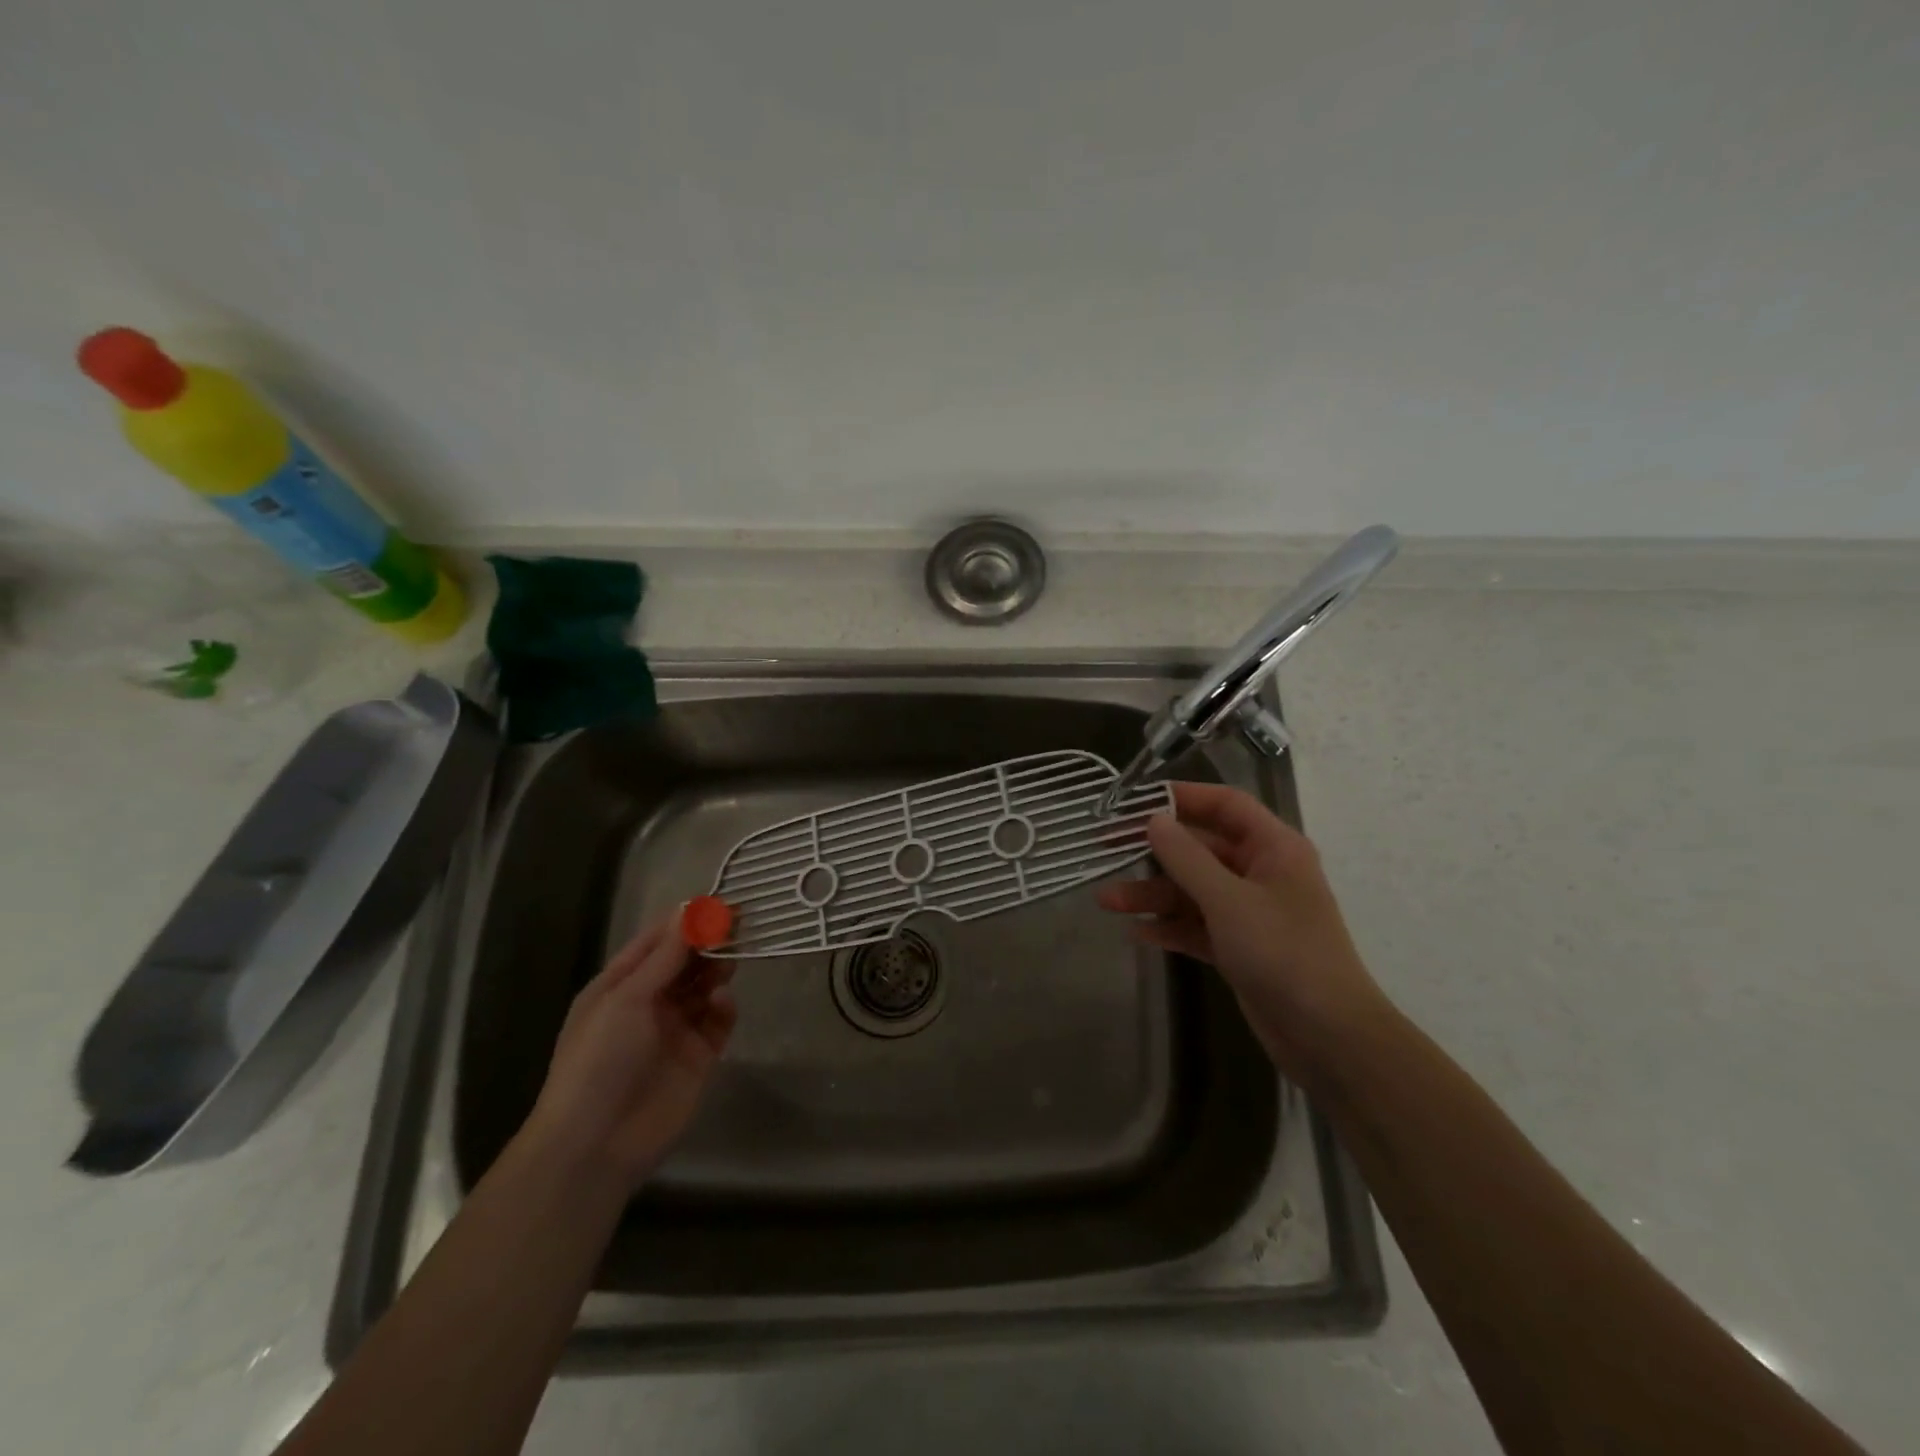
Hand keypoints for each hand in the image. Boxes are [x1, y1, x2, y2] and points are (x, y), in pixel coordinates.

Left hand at [524, 918, 737, 1190]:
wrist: (596, 1144)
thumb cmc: (598, 1060)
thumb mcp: (626, 999)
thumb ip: (664, 957)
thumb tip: (689, 910)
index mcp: (619, 985)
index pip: (656, 941)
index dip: (685, 920)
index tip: (718, 900)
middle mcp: (648, 1002)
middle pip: (685, 962)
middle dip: (708, 942)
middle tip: (738, 923)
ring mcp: (674, 1030)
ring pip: (705, 987)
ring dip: (717, 970)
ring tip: (731, 960)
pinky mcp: (698, 1056)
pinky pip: (718, 1021)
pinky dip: (723, 1007)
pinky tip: (722, 1002)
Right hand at [1098, 781, 1389, 1086]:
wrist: (1328, 1037)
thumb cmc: (1284, 953)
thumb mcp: (1229, 901)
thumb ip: (1186, 858)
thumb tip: (1153, 820)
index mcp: (1274, 848)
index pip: (1225, 805)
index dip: (1182, 796)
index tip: (1136, 799)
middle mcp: (1262, 873)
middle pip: (1201, 848)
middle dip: (1154, 852)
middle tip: (1107, 847)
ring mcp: (1251, 912)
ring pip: (1193, 890)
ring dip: (1153, 894)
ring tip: (1107, 901)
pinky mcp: (1240, 947)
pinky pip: (1198, 925)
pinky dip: (1170, 926)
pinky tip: (1138, 933)